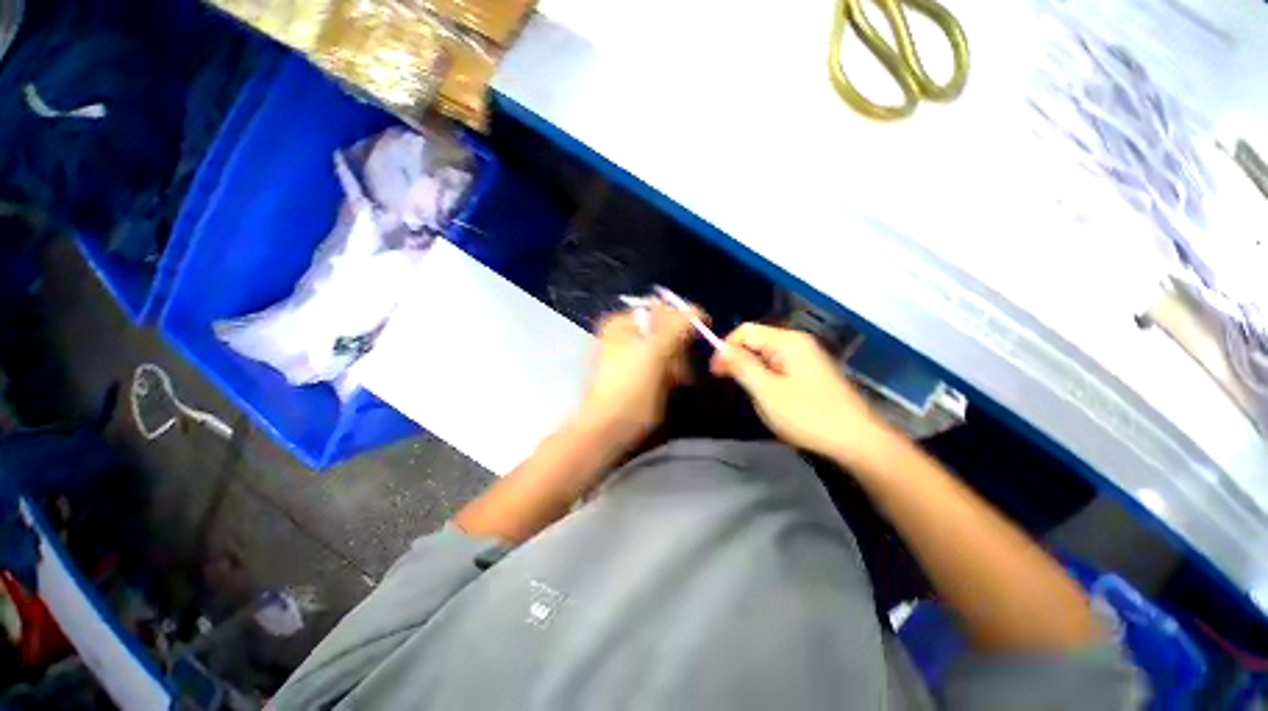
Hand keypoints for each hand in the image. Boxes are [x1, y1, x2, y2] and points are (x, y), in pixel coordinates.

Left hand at [576, 303, 698, 452]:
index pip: (662, 308)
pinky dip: (672, 373)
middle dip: (678, 347)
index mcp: (623, 322)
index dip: (683, 318)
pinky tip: (671, 386)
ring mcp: (632, 355)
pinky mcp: (639, 374)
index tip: (702, 333)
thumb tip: (696, 309)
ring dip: (677, 363)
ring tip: (675, 381)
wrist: (609, 430)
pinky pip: (664, 365)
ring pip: (668, 349)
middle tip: (680, 366)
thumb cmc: (629, 388)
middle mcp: (626, 334)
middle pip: (666, 329)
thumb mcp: (653, 351)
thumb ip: (676, 326)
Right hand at [710, 323, 895, 468]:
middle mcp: (798, 342)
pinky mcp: (812, 372)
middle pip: (757, 340)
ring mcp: (808, 357)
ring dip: (753, 369)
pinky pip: (781, 365)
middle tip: (732, 386)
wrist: (857, 440)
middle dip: (739, 359)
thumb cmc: (807, 415)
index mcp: (786, 341)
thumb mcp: (766, 391)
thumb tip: (720, 349)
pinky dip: (768, 376)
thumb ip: (741, 366)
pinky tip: (770, 396)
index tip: (716, 372)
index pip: (745, 331)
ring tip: (750, 393)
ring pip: (768, 354)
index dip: (726, 348)